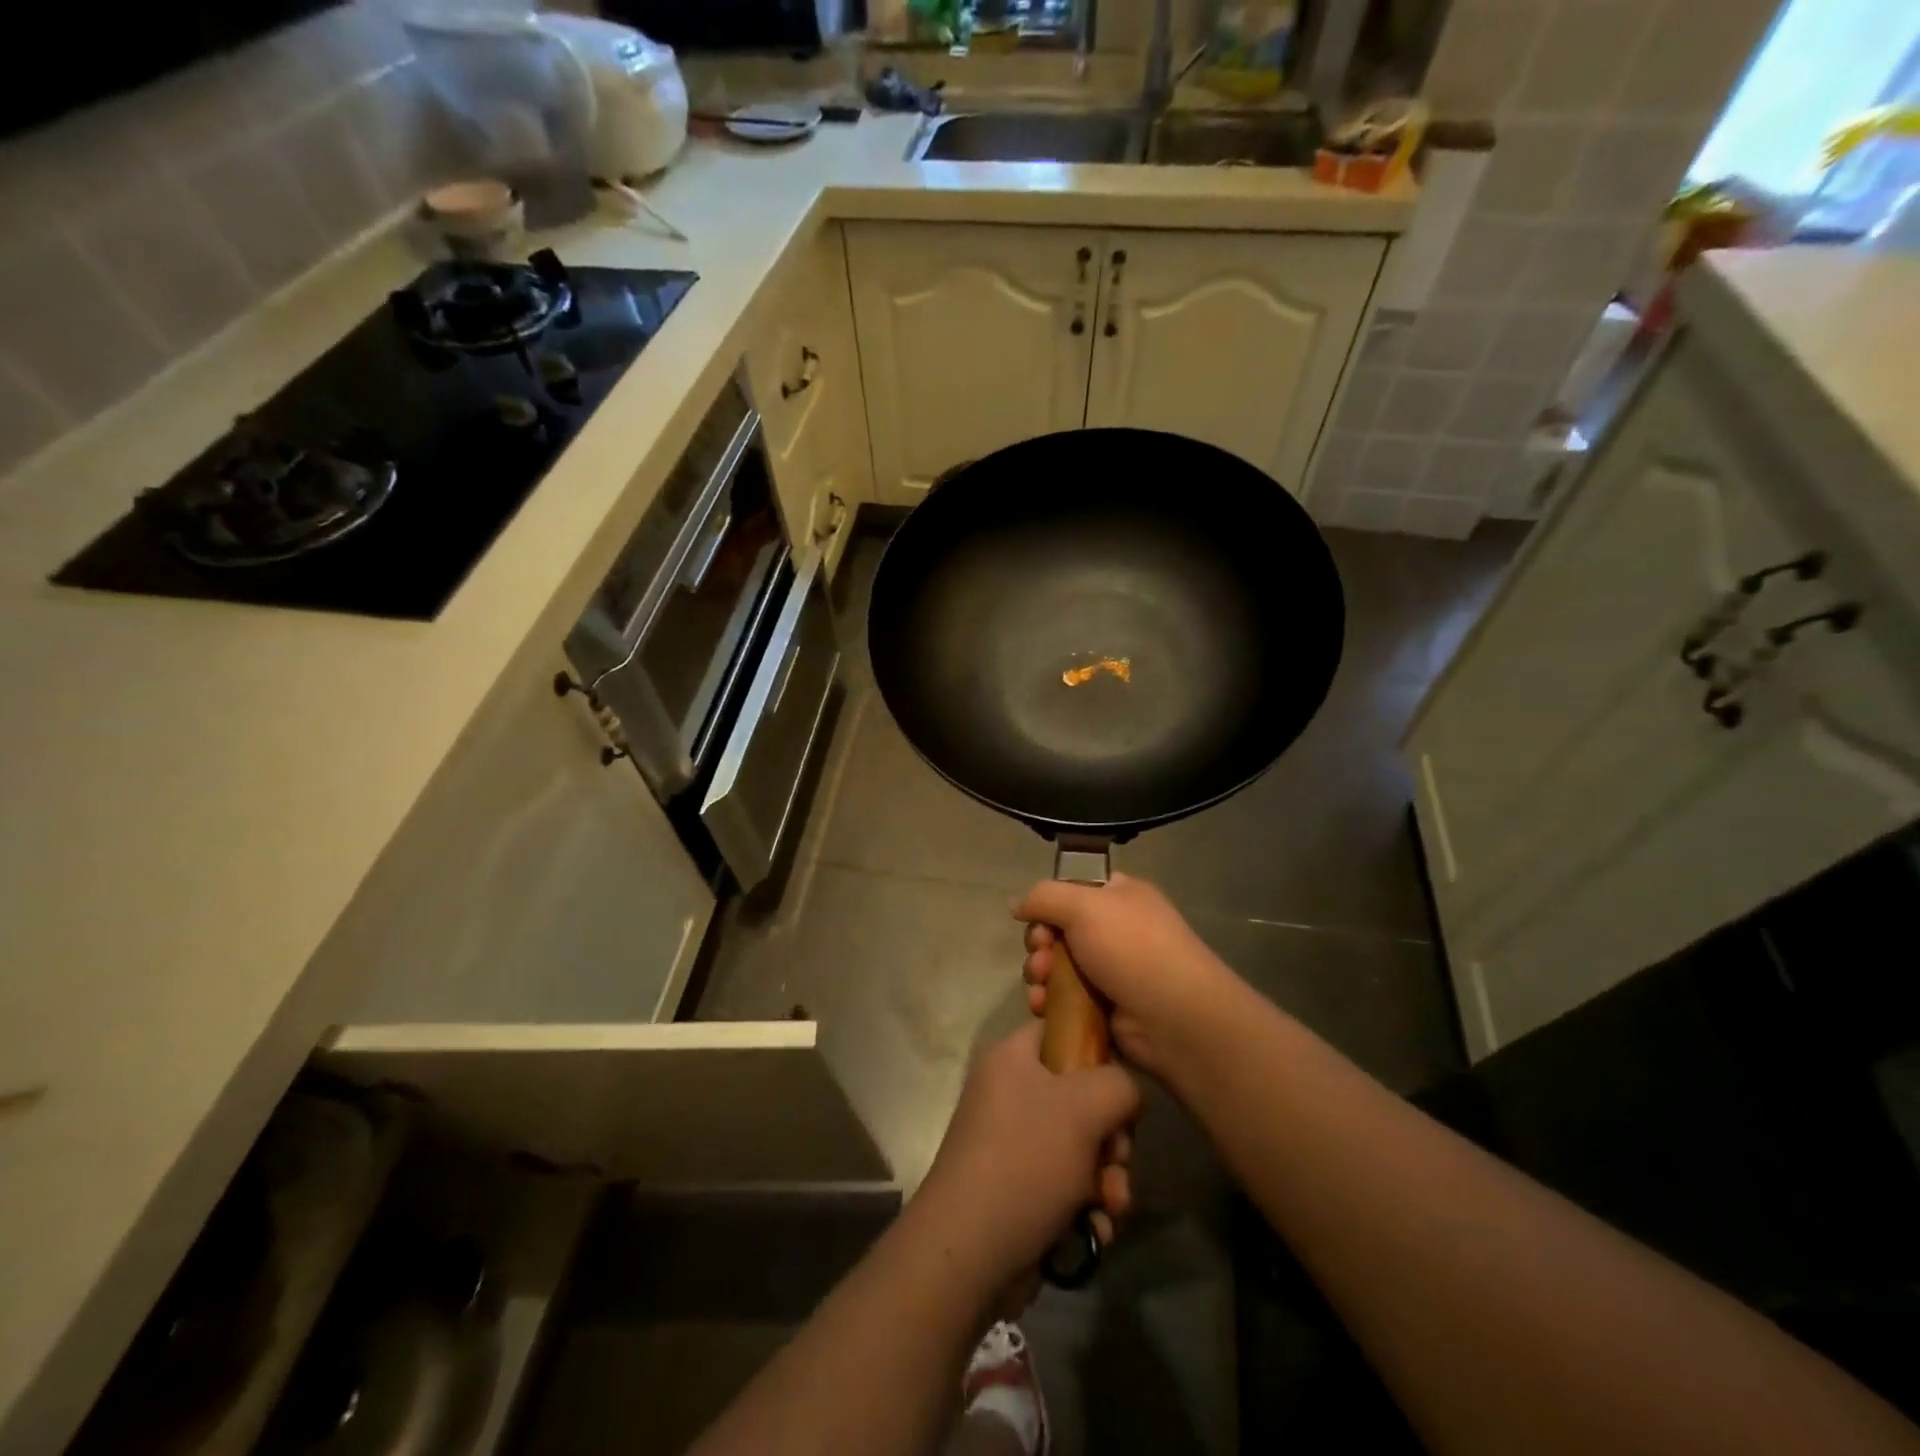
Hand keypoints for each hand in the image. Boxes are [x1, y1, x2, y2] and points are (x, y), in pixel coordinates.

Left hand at [912, 1023, 1139, 1295]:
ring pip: (1081, 1145)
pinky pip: (1069, 1183)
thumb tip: (1125, 1091)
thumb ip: (1119, 1084)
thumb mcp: (1083, 1107)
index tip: (1123, 1082)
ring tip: (1112, 1203)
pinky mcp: (1021, 1188)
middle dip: (1112, 1134)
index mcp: (1012, 1058)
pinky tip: (1097, 1228)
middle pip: (1081, 1094)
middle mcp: (1010, 1093)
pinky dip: (1089, 1204)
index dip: (1098, 1049)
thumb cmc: (1025, 1161)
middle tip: (1118, 1158)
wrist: (969, 1253)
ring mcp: (1013, 1142)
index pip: (1061, 1029)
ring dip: (1107, 1176)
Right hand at [1016, 873, 1234, 1077]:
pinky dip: (1048, 1000)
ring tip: (1042, 983)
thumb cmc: (1132, 948)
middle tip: (1041, 955)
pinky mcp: (1102, 1008)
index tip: (1036, 918)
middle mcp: (1114, 930)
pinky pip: (1063, 998)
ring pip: (1056, 965)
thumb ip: (1043, 897)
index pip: (1072, 889)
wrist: (1175, 1018)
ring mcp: (1109, 971)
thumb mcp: (1084, 905)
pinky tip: (1042, 1006)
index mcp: (1119, 897)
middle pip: (1057, 929)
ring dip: (1039, 972)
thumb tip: (1017, 905)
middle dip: (1040, 942)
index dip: (1048, 903)